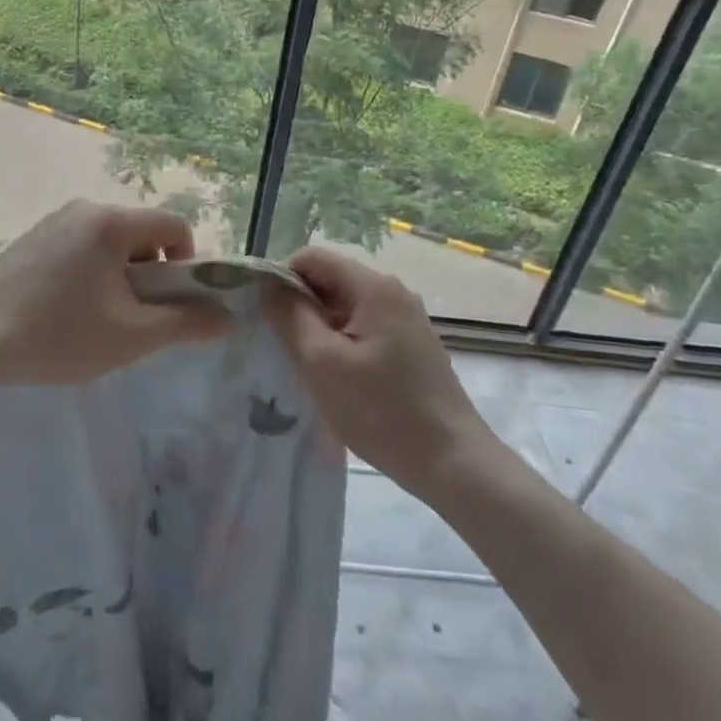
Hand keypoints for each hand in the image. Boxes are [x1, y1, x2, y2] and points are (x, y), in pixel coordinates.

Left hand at [0, 201, 229, 389]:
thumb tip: (228, 317)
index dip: (186, 264)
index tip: (169, 304)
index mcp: (111, 222)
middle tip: (132, 318)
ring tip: (97, 318)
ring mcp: (54, 220)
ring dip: (119, 276)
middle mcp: (84, 209)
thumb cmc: (60, 334)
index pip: (174, 225)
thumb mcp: (132, 336)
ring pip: (110, 242)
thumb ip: (185, 323)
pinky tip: (66, 309)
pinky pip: (81, 246)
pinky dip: (90, 272)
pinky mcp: (33, 237)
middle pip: (141, 233)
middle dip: (150, 274)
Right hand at [264, 246, 494, 492]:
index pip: (311, 257)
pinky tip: (336, 377)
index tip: (267, 317)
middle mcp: (392, 291)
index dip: (281, 279)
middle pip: (329, 279)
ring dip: (318, 327)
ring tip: (307, 365)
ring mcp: (405, 317)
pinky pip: (362, 326)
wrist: (453, 463)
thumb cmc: (382, 411)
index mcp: (373, 286)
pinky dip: (341, 342)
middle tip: (283, 346)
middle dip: (299, 306)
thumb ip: (289, 315)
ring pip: (343, 306)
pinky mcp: (410, 343)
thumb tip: (267, 284)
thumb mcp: (321, 362)